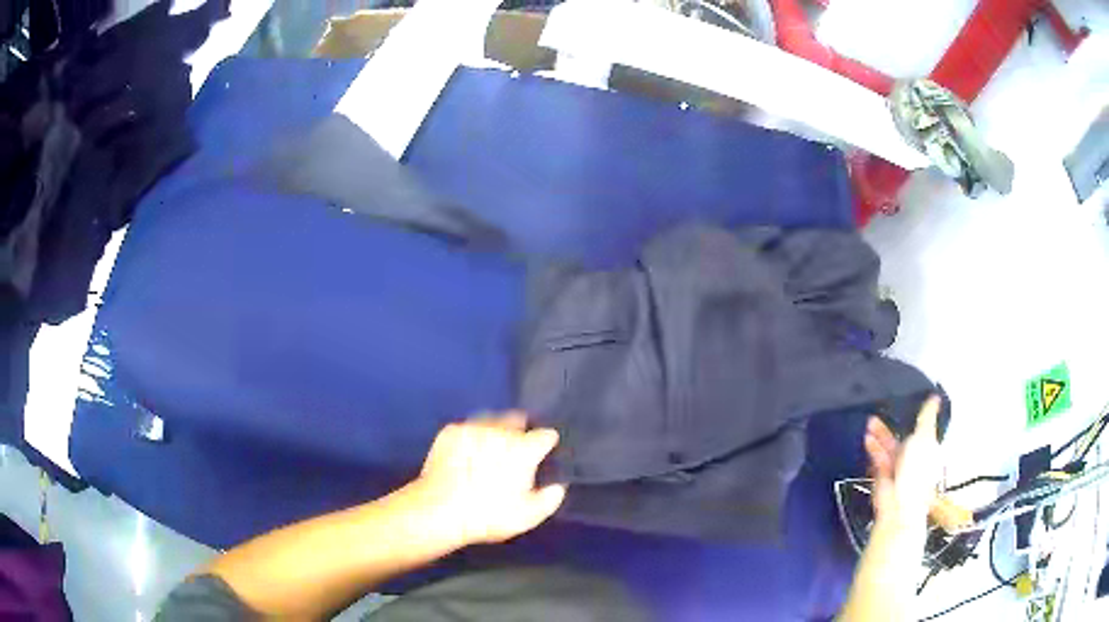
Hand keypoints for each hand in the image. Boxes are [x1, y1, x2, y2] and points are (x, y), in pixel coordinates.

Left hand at [414, 412, 566, 546]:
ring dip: (495, 431)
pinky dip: (471, 438)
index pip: (546, 435)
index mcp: (524, 449)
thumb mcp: (528, 517)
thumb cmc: (489, 515)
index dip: (547, 443)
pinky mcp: (450, 431)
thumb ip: (550, 498)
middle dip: (520, 431)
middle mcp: (500, 431)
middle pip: (517, 420)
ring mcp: (472, 428)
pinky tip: (467, 453)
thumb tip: (558, 485)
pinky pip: (468, 428)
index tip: (544, 451)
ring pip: (491, 420)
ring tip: (489, 450)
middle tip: (515, 451)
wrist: (439, 511)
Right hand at [864, 396, 942, 529]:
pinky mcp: (882, 477)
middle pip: (901, 439)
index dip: (913, 419)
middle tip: (877, 415)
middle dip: (889, 428)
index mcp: (927, 449)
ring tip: (869, 424)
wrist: (898, 504)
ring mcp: (897, 468)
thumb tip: (935, 396)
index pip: (921, 430)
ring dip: (879, 436)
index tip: (904, 406)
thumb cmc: (916, 471)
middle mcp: (913, 458)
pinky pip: (878, 460)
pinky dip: (873, 450)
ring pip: (887, 448)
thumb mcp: (924, 438)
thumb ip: (926, 417)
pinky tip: (868, 440)